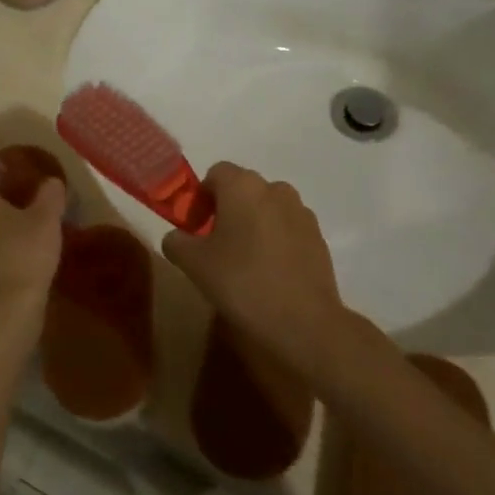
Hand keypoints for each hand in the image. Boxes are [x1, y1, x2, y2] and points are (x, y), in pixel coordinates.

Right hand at [161, 165, 354, 380]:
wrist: (303, 320)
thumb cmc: (241, 282)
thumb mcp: (193, 263)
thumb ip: (176, 241)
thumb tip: (177, 236)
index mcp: (243, 186)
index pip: (215, 173)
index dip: (200, 197)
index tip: (194, 227)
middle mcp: (275, 189)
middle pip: (243, 189)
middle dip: (226, 209)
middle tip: (214, 244)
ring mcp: (301, 212)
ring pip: (267, 208)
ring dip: (252, 223)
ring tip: (243, 259)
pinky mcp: (318, 236)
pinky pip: (287, 227)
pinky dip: (275, 239)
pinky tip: (268, 271)